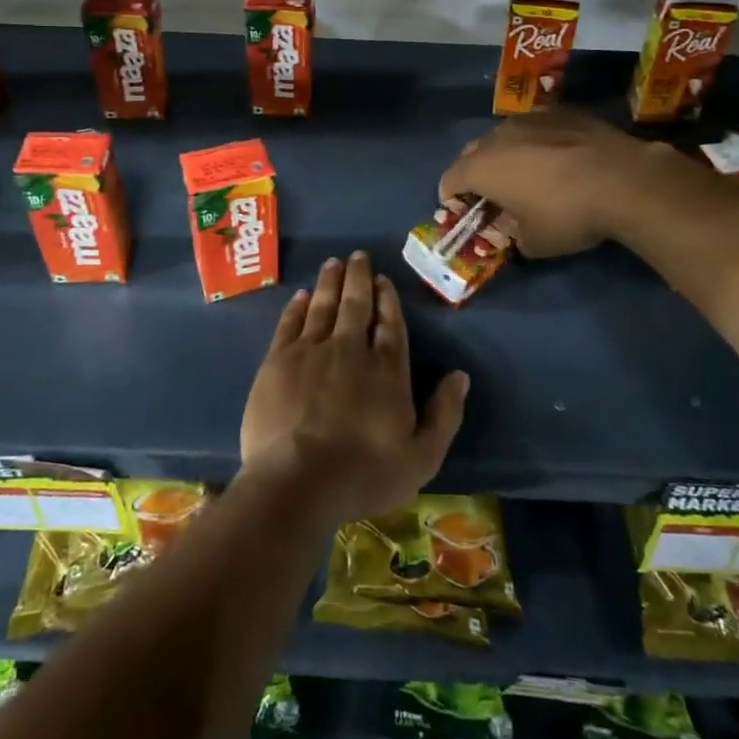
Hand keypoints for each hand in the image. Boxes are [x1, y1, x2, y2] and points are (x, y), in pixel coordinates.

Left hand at [240, 251, 468, 524]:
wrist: (296, 482)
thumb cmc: (363, 475)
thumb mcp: (421, 457)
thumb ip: (444, 414)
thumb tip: (460, 376)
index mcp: (387, 370)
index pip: (390, 324)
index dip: (387, 300)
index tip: (383, 280)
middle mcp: (350, 349)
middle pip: (356, 304)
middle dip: (358, 278)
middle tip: (357, 255)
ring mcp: (311, 351)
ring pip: (323, 306)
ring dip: (330, 282)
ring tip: (333, 263)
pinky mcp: (278, 361)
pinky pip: (290, 323)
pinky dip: (297, 306)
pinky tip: (301, 295)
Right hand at [439, 108, 669, 257]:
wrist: (624, 180)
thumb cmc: (568, 215)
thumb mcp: (535, 243)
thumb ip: (513, 236)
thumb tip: (516, 231)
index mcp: (481, 168)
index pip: (449, 180)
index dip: (452, 199)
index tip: (466, 214)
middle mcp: (498, 136)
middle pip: (472, 154)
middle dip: (476, 174)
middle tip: (495, 196)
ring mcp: (530, 118)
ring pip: (505, 136)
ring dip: (508, 155)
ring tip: (530, 174)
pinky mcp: (561, 111)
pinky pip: (537, 127)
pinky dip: (538, 142)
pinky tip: (561, 158)